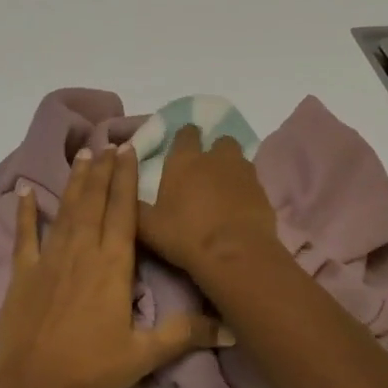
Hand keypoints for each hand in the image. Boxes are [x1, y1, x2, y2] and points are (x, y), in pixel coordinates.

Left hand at [0, 145, 226, 387]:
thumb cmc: (91, 371)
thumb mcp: (143, 356)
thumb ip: (184, 334)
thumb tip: (231, 329)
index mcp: (112, 265)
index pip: (123, 212)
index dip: (126, 179)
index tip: (128, 151)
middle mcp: (82, 251)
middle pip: (94, 202)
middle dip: (103, 171)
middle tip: (108, 143)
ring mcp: (49, 258)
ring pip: (66, 210)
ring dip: (75, 181)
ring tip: (83, 154)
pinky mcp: (23, 272)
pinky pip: (25, 235)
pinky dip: (25, 212)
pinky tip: (24, 191)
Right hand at [137, 124, 283, 284]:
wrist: (234, 255)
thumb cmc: (185, 236)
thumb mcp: (148, 226)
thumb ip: (134, 206)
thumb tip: (123, 195)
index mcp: (184, 160)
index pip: (186, 133)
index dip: (185, 138)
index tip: (181, 149)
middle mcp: (215, 158)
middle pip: (220, 140)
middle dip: (214, 150)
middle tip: (206, 170)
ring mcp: (243, 173)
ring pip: (239, 159)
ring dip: (232, 168)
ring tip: (224, 189)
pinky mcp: (263, 192)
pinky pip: (253, 183)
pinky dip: (246, 190)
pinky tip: (240, 208)